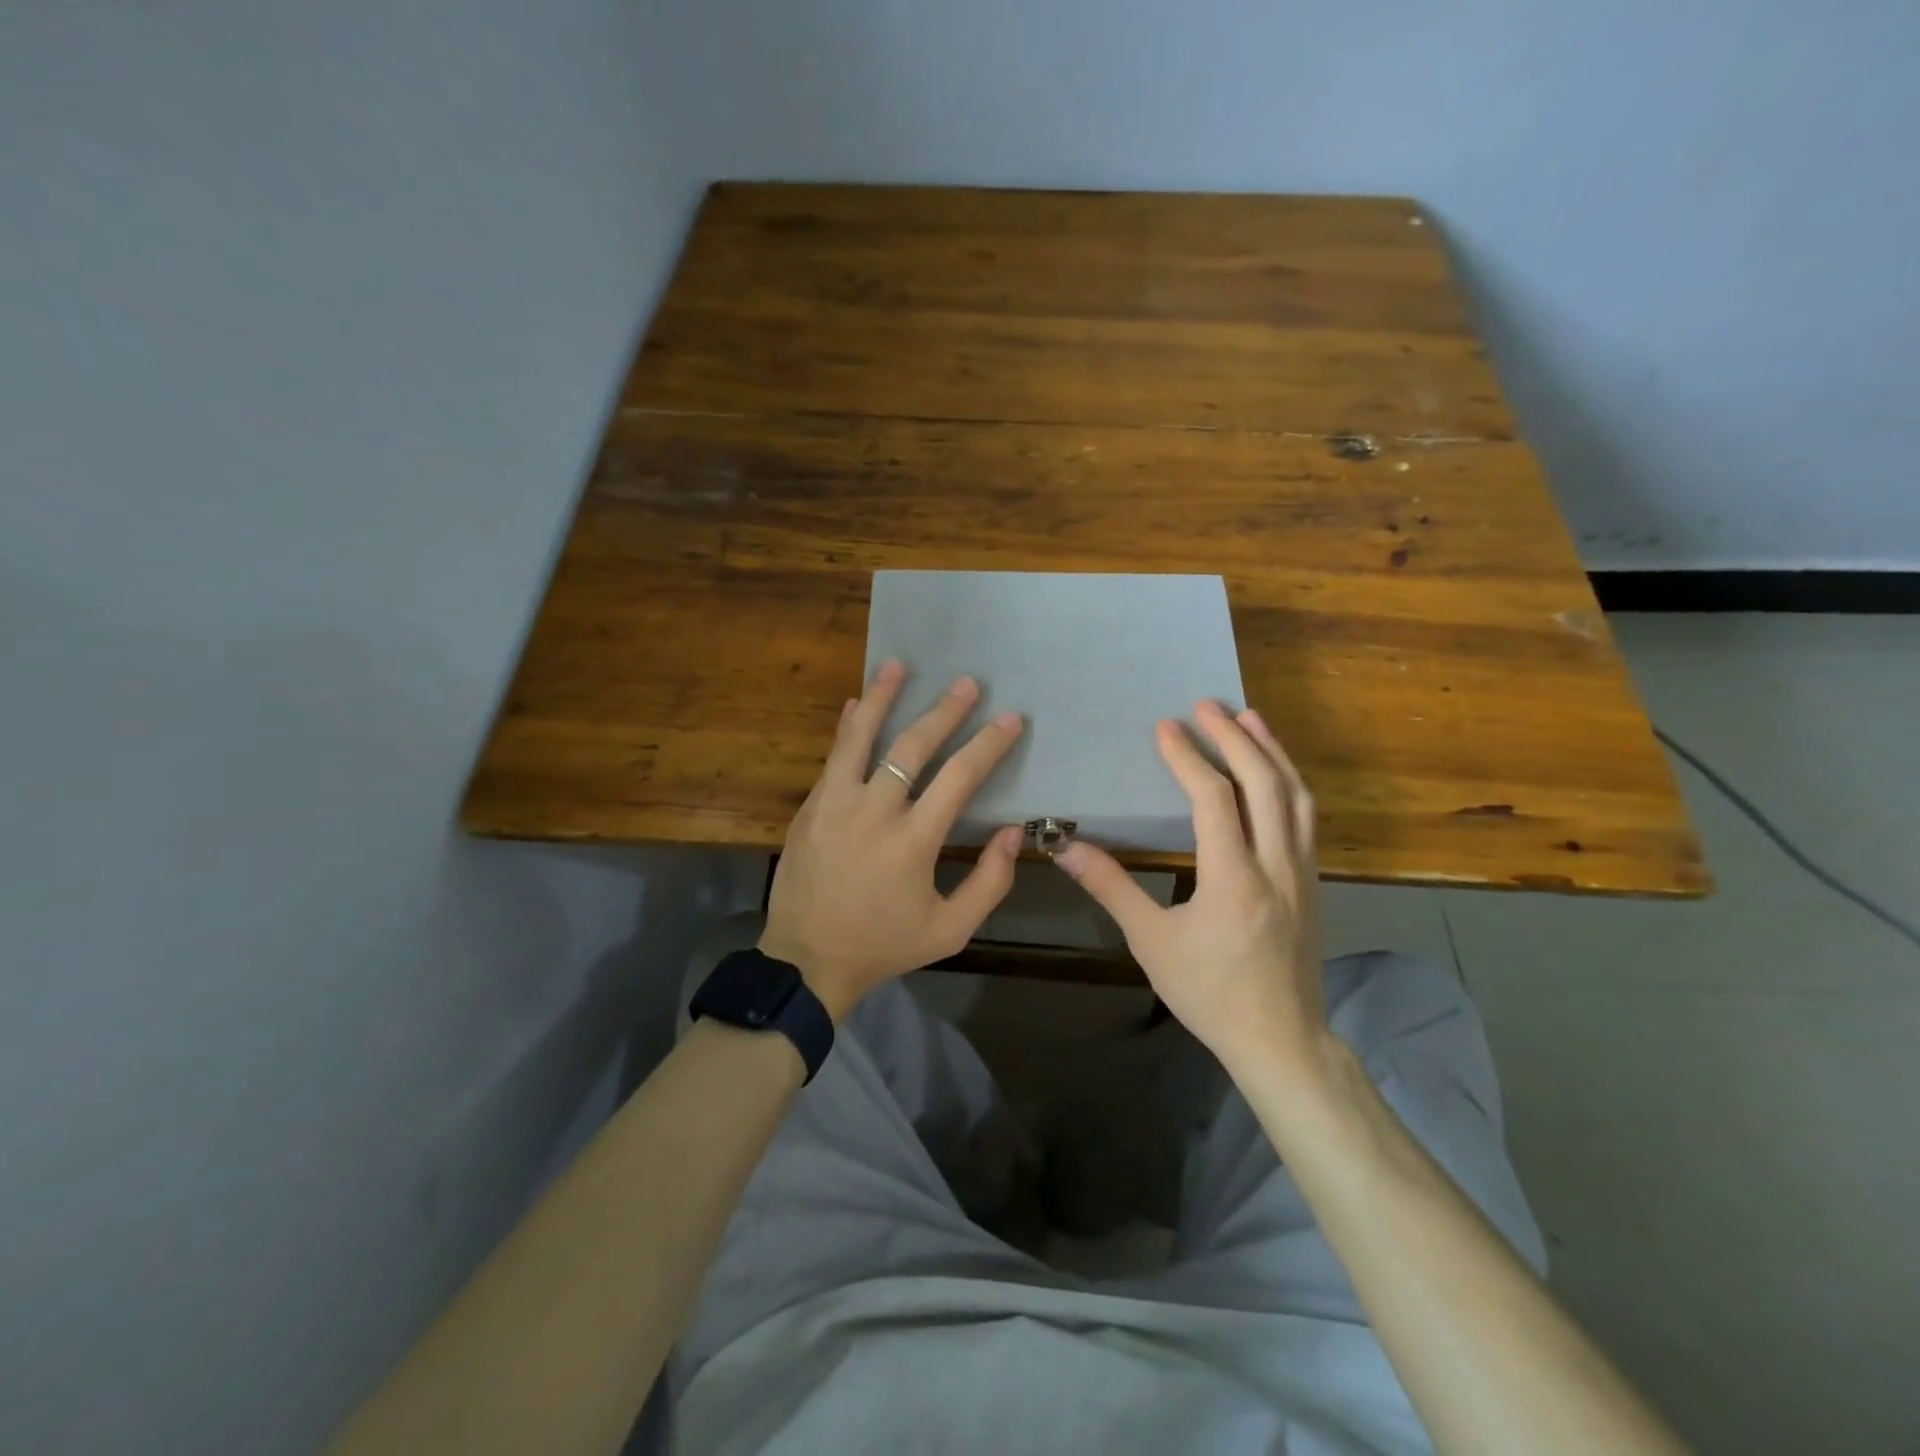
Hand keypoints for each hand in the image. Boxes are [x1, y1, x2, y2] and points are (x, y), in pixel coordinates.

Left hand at [761, 658, 1026, 1021]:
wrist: (807, 960)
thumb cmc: (885, 945)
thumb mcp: (950, 930)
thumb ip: (989, 882)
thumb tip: (1012, 832)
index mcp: (912, 841)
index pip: (959, 777)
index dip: (988, 744)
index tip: (1010, 719)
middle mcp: (873, 811)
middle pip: (912, 746)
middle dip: (945, 711)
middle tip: (968, 684)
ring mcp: (834, 804)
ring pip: (860, 737)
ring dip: (881, 697)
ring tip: (897, 665)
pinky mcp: (810, 807)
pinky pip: (832, 757)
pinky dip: (847, 728)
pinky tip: (854, 705)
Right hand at [1054, 702, 1327, 1079]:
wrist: (1281, 1040)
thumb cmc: (1209, 992)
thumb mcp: (1151, 943)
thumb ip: (1111, 888)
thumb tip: (1066, 849)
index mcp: (1233, 878)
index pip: (1214, 799)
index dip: (1188, 757)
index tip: (1165, 727)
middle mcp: (1276, 864)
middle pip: (1264, 783)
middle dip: (1234, 737)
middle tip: (1207, 705)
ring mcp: (1302, 872)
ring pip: (1296, 796)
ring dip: (1272, 751)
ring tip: (1249, 718)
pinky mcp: (1312, 883)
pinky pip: (1305, 818)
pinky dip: (1288, 782)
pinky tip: (1274, 774)